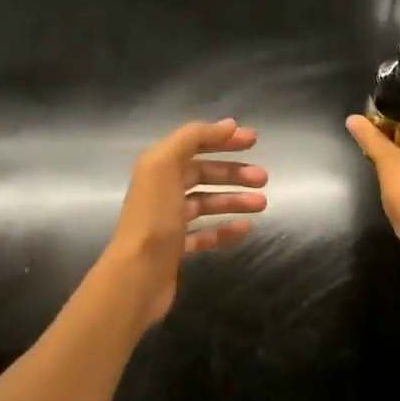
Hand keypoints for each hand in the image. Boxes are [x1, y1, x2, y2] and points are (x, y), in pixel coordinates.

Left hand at [102, 120, 267, 327]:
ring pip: (207, 203)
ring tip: (262, 204)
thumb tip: (228, 125)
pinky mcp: (176, 248)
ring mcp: (168, 221)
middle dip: (233, 173)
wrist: (136, 276)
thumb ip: (192, 139)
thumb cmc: (153, 218)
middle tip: (263, 178)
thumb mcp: (164, 166)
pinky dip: (225, 229)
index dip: (222, 139)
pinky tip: (245, 229)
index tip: (254, 140)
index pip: (194, 144)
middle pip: (202, 174)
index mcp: (157, 167)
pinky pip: (205, 233)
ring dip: (234, 200)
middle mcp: (161, 190)